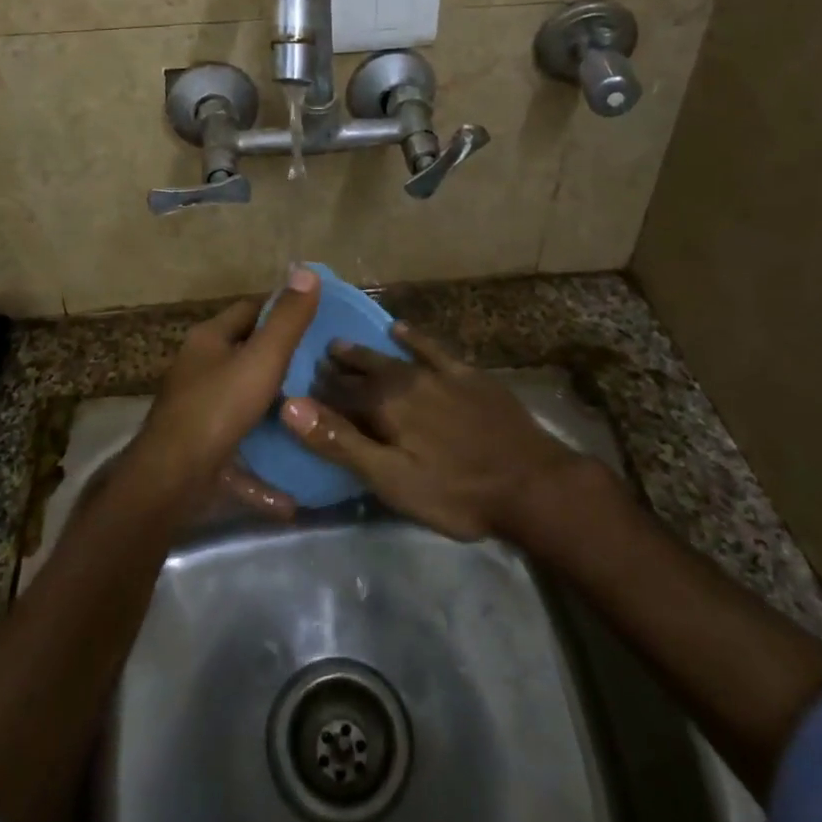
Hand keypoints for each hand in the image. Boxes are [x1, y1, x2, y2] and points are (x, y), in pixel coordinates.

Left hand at [126, 267, 321, 516]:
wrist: (170, 481)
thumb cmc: (217, 408)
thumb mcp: (262, 359)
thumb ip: (287, 320)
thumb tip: (306, 270)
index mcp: (208, 340)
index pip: (249, 310)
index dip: (281, 310)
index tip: (317, 319)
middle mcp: (197, 370)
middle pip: (244, 355)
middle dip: (280, 361)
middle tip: (324, 368)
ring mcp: (196, 412)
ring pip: (241, 404)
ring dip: (273, 412)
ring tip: (314, 415)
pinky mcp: (199, 452)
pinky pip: (238, 456)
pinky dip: (261, 471)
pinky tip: (291, 495)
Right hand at [280, 321, 583, 540]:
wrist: (530, 482)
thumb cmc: (455, 492)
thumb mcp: (391, 479)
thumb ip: (340, 442)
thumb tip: (290, 406)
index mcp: (383, 407)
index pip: (338, 393)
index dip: (316, 391)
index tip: (297, 384)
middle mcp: (405, 380)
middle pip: (363, 371)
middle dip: (338, 367)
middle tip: (318, 359)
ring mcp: (438, 374)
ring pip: (391, 357)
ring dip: (365, 352)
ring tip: (343, 345)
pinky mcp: (468, 375)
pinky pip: (432, 349)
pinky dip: (413, 338)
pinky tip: (400, 328)